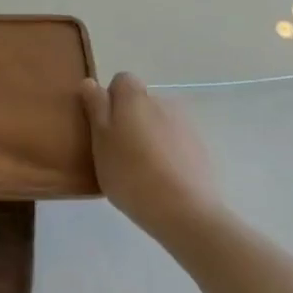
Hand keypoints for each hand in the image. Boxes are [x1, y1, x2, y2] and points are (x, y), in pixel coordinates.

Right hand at [81, 72, 221, 241]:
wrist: (186, 211)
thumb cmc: (132, 174)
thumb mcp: (100, 142)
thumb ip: (95, 108)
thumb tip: (91, 83)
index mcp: (135, 97)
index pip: (121, 81)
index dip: (110, 100)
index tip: (104, 128)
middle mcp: (162, 101)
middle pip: (140, 102)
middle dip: (130, 120)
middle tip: (119, 152)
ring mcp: (185, 124)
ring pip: (159, 122)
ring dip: (150, 136)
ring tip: (143, 170)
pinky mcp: (201, 148)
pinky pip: (177, 142)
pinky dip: (168, 153)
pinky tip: (163, 180)